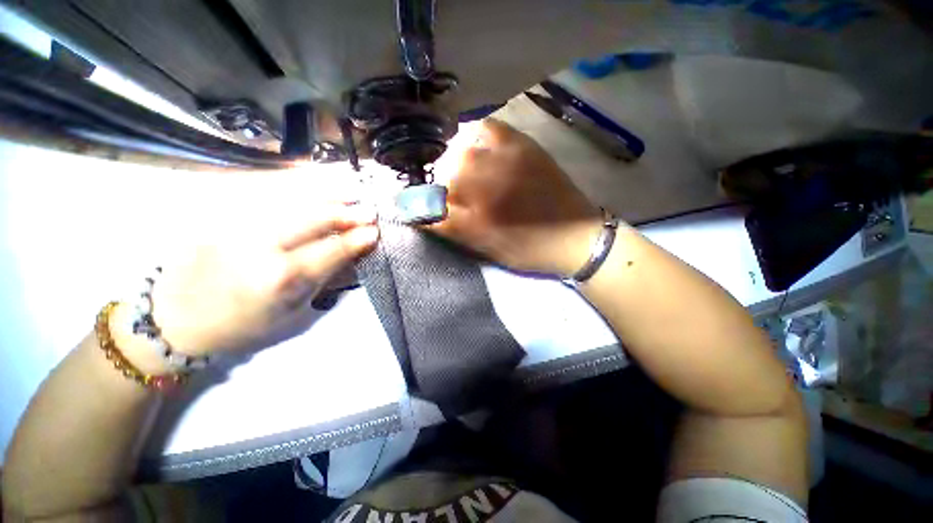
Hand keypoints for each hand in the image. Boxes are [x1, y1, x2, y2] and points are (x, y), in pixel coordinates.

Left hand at [117, 204, 378, 362]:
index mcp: (280, 279)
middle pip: (314, 217)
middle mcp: (257, 244)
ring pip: (290, 194)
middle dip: (347, 212)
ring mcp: (233, 220)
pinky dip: (291, 178)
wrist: (175, 318)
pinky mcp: (214, 207)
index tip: (375, 231)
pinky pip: (261, 184)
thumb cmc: (243, 325)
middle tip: (369, 209)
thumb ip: (327, 278)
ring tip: (349, 188)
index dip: (358, 239)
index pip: (332, 250)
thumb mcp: (295, 312)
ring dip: (326, 190)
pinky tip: (311, 176)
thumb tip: (355, 253)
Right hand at [431, 119, 601, 275]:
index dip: (421, 204)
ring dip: (455, 162)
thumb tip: (422, 216)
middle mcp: (488, 186)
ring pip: (462, 151)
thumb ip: (454, 231)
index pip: (434, 204)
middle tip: (449, 191)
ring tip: (463, 171)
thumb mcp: (488, 250)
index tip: (417, 206)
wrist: (574, 237)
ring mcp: (506, 162)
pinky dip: (477, 135)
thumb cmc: (529, 250)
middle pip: (445, 174)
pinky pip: (489, 128)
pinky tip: (479, 147)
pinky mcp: (523, 147)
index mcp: (478, 218)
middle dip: (441, 184)